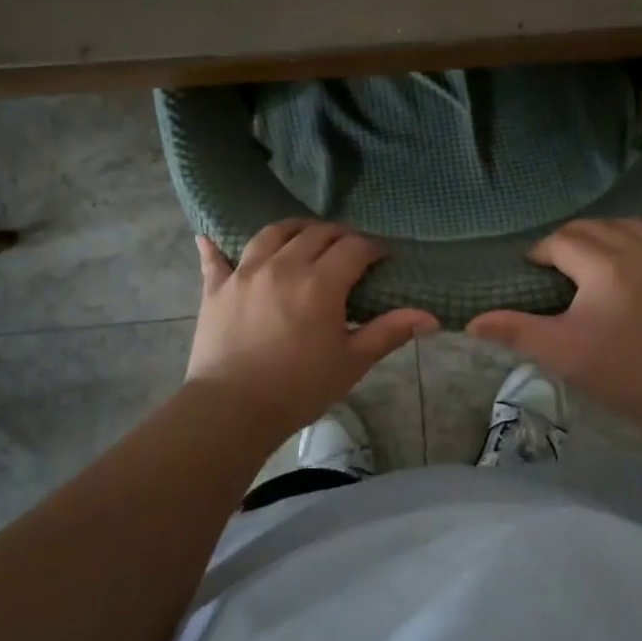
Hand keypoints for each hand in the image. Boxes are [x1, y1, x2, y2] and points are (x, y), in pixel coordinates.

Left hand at [186, 220, 437, 433]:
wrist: (232, 410)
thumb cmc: (299, 388)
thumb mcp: (352, 362)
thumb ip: (389, 332)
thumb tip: (431, 317)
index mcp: (320, 282)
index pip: (354, 248)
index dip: (373, 248)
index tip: (382, 258)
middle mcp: (283, 265)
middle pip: (316, 233)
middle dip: (339, 235)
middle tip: (350, 250)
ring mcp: (246, 273)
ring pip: (272, 233)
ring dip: (294, 229)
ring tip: (304, 237)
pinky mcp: (216, 288)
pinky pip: (215, 258)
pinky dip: (216, 247)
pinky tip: (210, 238)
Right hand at [466, 219, 641, 421]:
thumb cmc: (619, 372)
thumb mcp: (560, 351)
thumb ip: (515, 330)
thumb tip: (472, 322)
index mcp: (603, 264)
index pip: (561, 241)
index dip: (542, 252)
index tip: (534, 272)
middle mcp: (640, 249)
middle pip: (595, 227)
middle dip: (572, 240)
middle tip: (561, 267)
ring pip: (635, 226)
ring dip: (613, 234)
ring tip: (602, 256)